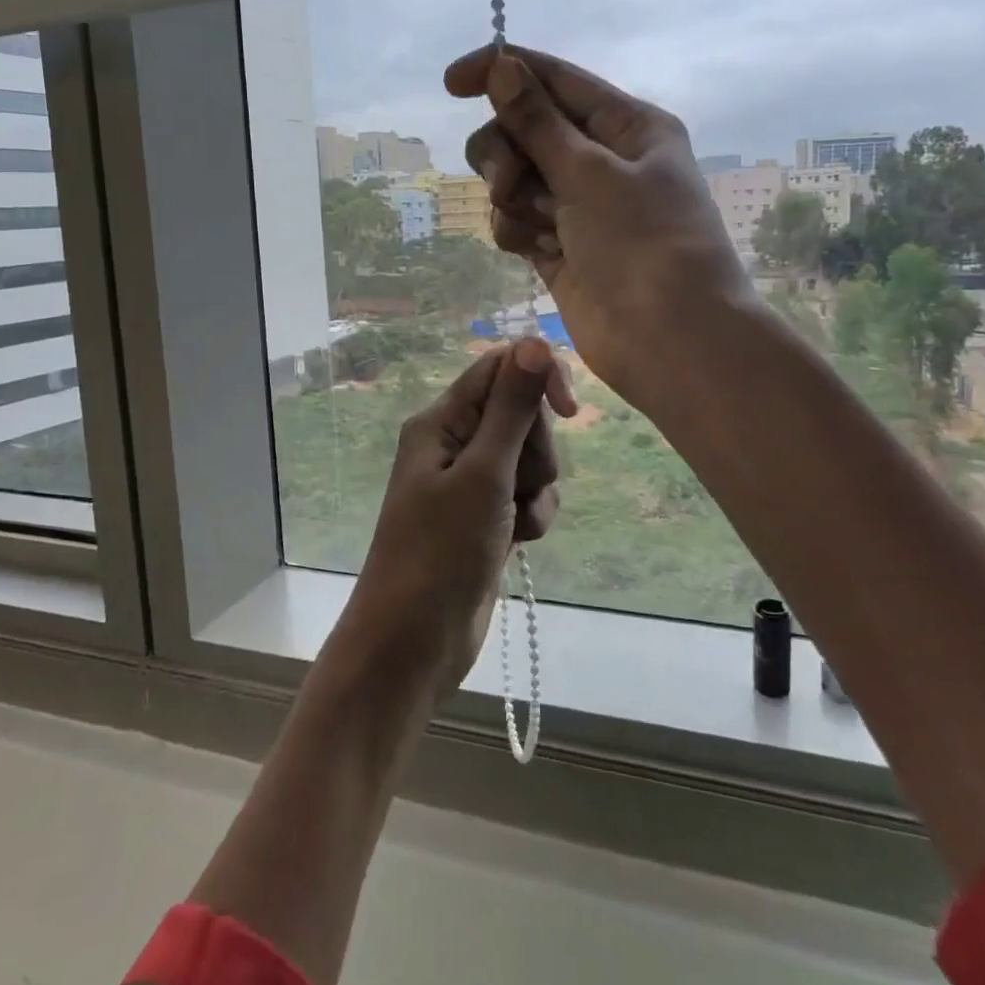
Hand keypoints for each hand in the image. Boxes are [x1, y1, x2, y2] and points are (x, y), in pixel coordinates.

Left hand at [342, 338, 574, 691]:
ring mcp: (470, 483)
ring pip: (530, 458)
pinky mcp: (486, 516)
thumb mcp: (482, 475)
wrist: (414, 642)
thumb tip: (534, 342)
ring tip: (514, 522)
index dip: (539, 377)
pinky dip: (532, 515)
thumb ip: (511, 409)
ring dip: (535, 489)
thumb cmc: (439, 553)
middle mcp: (454, 443)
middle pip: (521, 414)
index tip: (570, 410)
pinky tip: (519, 542)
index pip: (499, 369)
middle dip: (534, 450)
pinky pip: (528, 495)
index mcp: (441, 421)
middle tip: (515, 487)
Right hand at [446, 45, 752, 411]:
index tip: (450, 83)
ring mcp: (581, 207)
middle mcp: (605, 160)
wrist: (669, 340)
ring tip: (533, 227)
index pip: (554, 80)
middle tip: (507, 183)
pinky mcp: (561, 248)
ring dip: (512, 196)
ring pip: (516, 178)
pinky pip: (519, 220)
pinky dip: (517, 230)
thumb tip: (501, 65)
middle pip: (526, 130)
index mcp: (628, 126)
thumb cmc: (643, 244)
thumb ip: (537, 121)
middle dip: (507, 152)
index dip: (502, 72)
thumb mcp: (590, 173)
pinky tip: (535, 251)